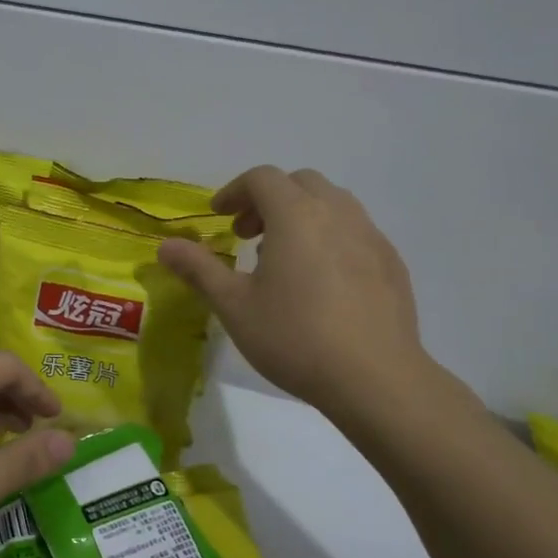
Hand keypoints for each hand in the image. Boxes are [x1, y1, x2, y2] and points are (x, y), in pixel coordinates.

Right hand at [158, 166, 436, 423]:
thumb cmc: (294, 337)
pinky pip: (355, 231)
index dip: (235, 191)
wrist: (375, 378)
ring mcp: (371, 236)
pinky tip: (321, 282)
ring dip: (301, 215)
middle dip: (268, 199)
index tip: (219, 217)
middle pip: (300, 183)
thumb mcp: (234, 306)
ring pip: (332, 204)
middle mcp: (337, 213)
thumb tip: (165, 246)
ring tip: (283, 258)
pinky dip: (329, 237)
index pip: (262, 178)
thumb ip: (199, 269)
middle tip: (247, 235)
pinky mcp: (392, 263)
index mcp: (296, 215)